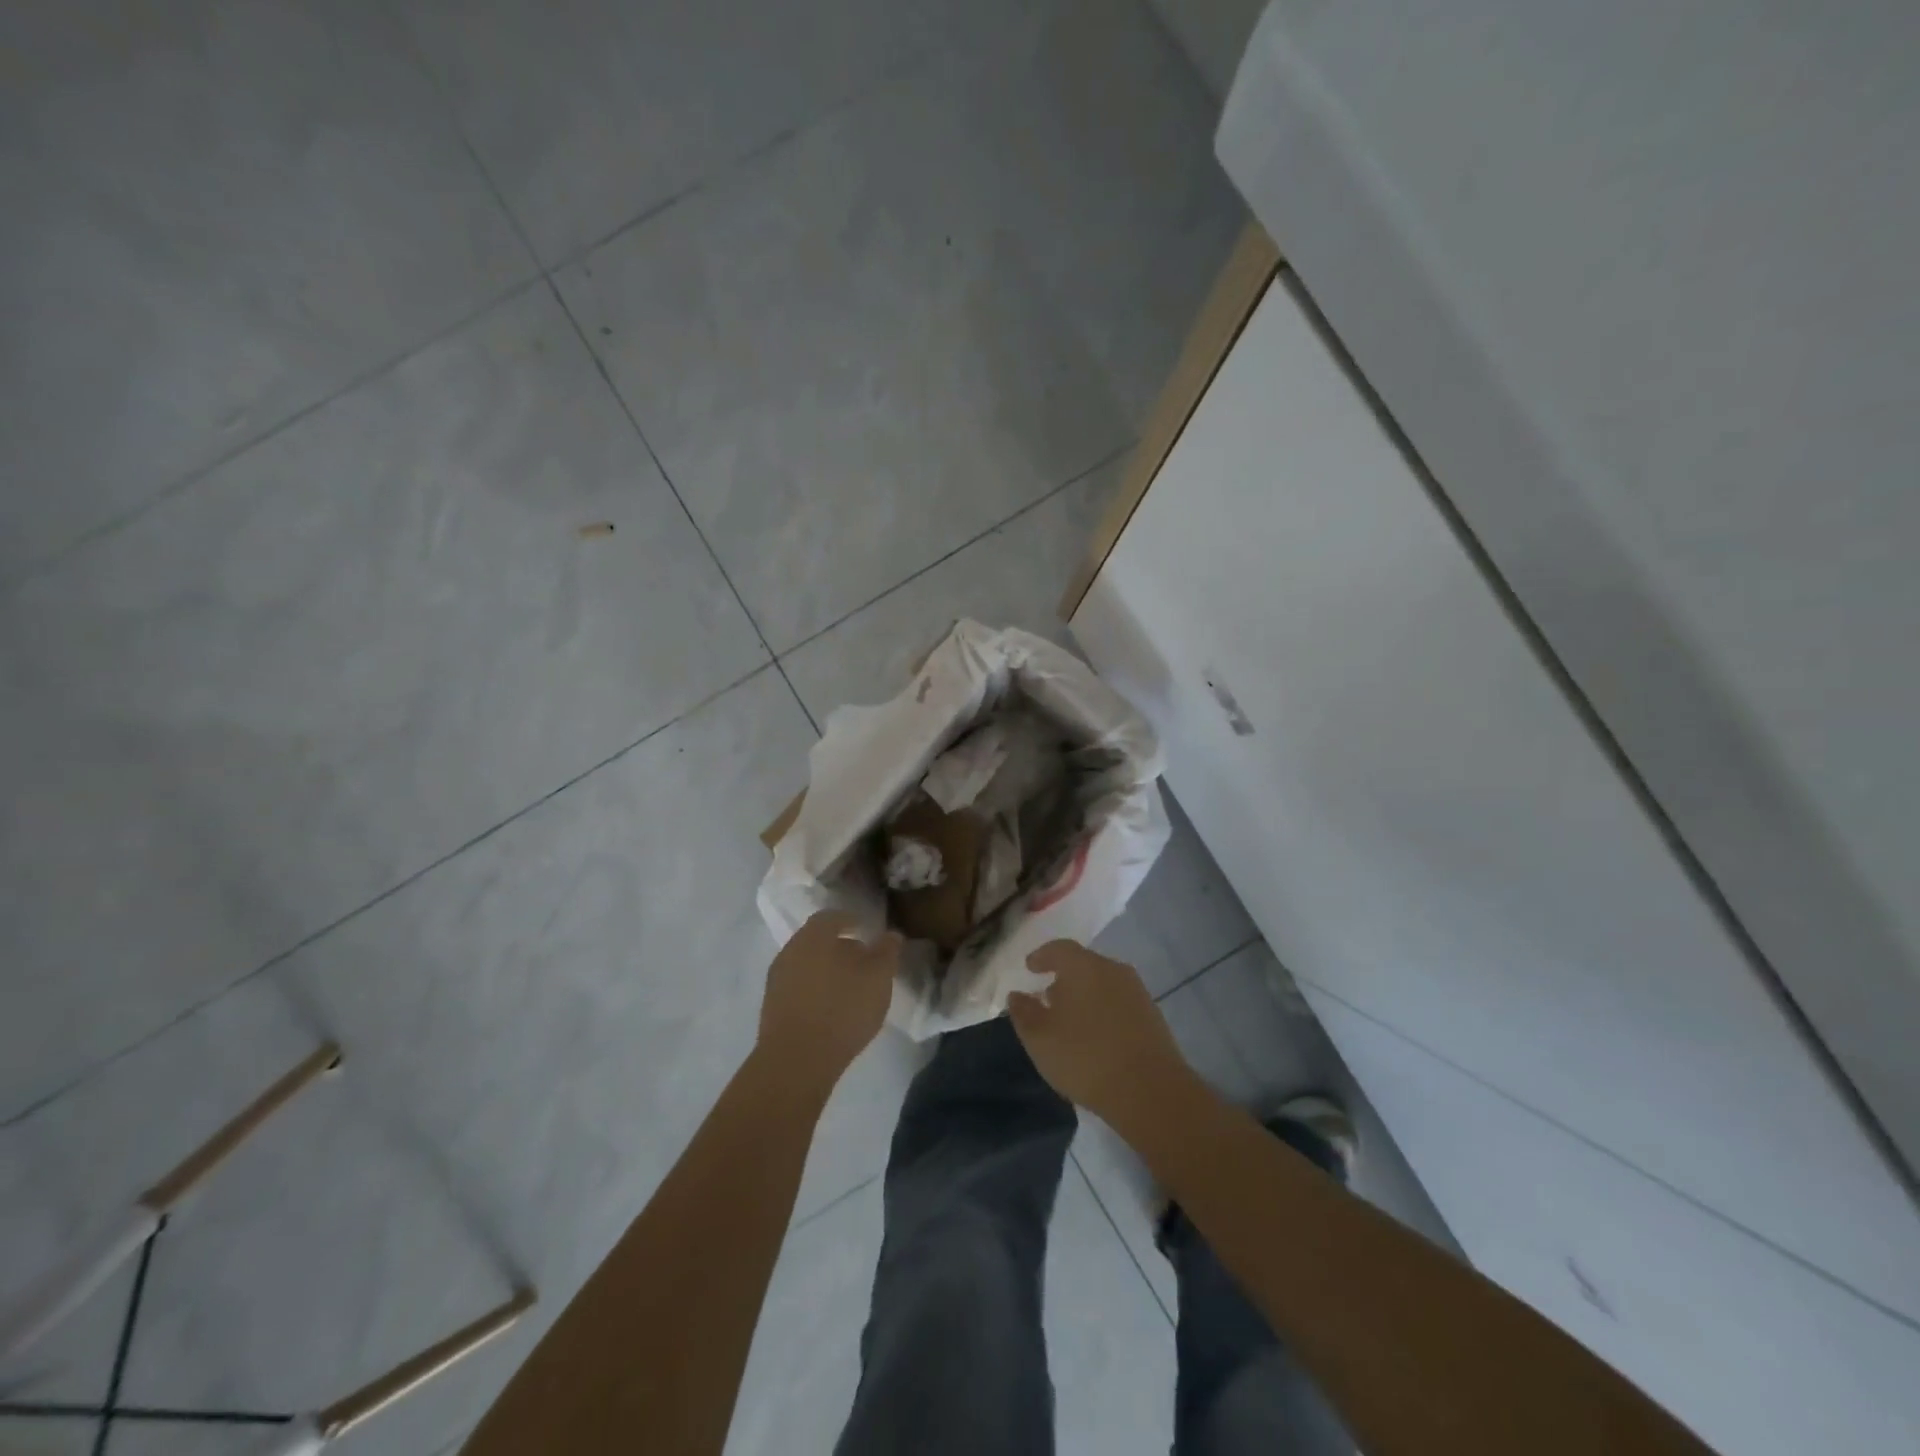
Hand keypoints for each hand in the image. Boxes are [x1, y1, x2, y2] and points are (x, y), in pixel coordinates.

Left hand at [757, 911, 901, 1094]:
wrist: (796, 1061)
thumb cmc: (842, 1009)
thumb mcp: (878, 978)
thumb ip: (887, 952)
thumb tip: (891, 934)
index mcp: (814, 935)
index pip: (832, 917)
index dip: (850, 920)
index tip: (866, 929)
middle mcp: (791, 950)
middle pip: (817, 940)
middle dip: (839, 946)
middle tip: (862, 959)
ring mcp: (777, 979)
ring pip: (807, 964)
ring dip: (826, 969)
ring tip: (850, 986)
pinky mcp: (772, 1007)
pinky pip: (799, 987)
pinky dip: (815, 989)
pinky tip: (831, 1007)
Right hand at [1007, 940, 1190, 1125]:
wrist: (1150, 1091)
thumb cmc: (1085, 1057)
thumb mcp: (1040, 1038)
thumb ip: (1024, 1013)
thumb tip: (1017, 995)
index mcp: (1084, 966)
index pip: (1059, 949)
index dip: (1042, 956)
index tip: (1030, 967)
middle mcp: (1113, 970)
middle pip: (1083, 965)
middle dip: (1063, 978)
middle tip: (1047, 997)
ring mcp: (1137, 992)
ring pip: (1103, 984)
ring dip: (1084, 996)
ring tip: (1070, 1020)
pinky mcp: (1152, 1016)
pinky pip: (1118, 1004)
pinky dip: (1102, 1011)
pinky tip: (1095, 1036)